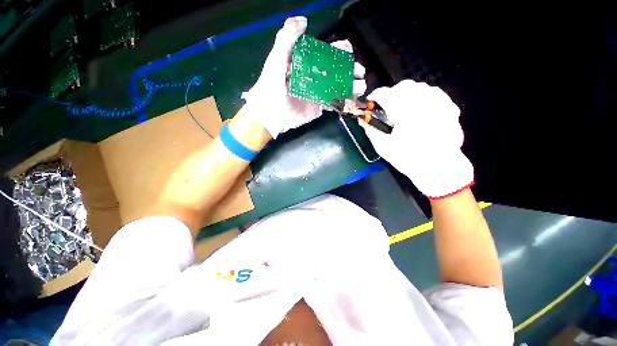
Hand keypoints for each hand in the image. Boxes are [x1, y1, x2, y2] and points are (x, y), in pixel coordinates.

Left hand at [243, 16, 365, 138]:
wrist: (271, 114)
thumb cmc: (271, 86)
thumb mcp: (276, 60)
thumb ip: (286, 39)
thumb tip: (303, 21)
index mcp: (305, 63)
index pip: (325, 53)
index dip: (337, 50)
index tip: (348, 49)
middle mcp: (314, 77)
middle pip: (335, 70)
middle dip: (349, 69)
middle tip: (360, 71)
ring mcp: (318, 93)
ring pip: (337, 87)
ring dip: (351, 86)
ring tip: (361, 86)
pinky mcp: (319, 107)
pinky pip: (333, 102)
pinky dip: (343, 100)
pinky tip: (352, 99)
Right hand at [359, 80, 473, 198]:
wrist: (439, 168)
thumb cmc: (408, 159)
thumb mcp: (383, 147)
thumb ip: (371, 130)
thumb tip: (362, 120)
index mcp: (404, 112)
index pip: (385, 94)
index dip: (375, 96)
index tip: (371, 102)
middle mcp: (422, 102)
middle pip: (403, 86)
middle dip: (391, 93)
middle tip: (386, 106)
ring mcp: (439, 103)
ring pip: (419, 87)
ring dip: (407, 93)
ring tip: (403, 107)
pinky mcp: (449, 108)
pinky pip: (434, 92)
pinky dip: (423, 96)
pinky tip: (420, 107)